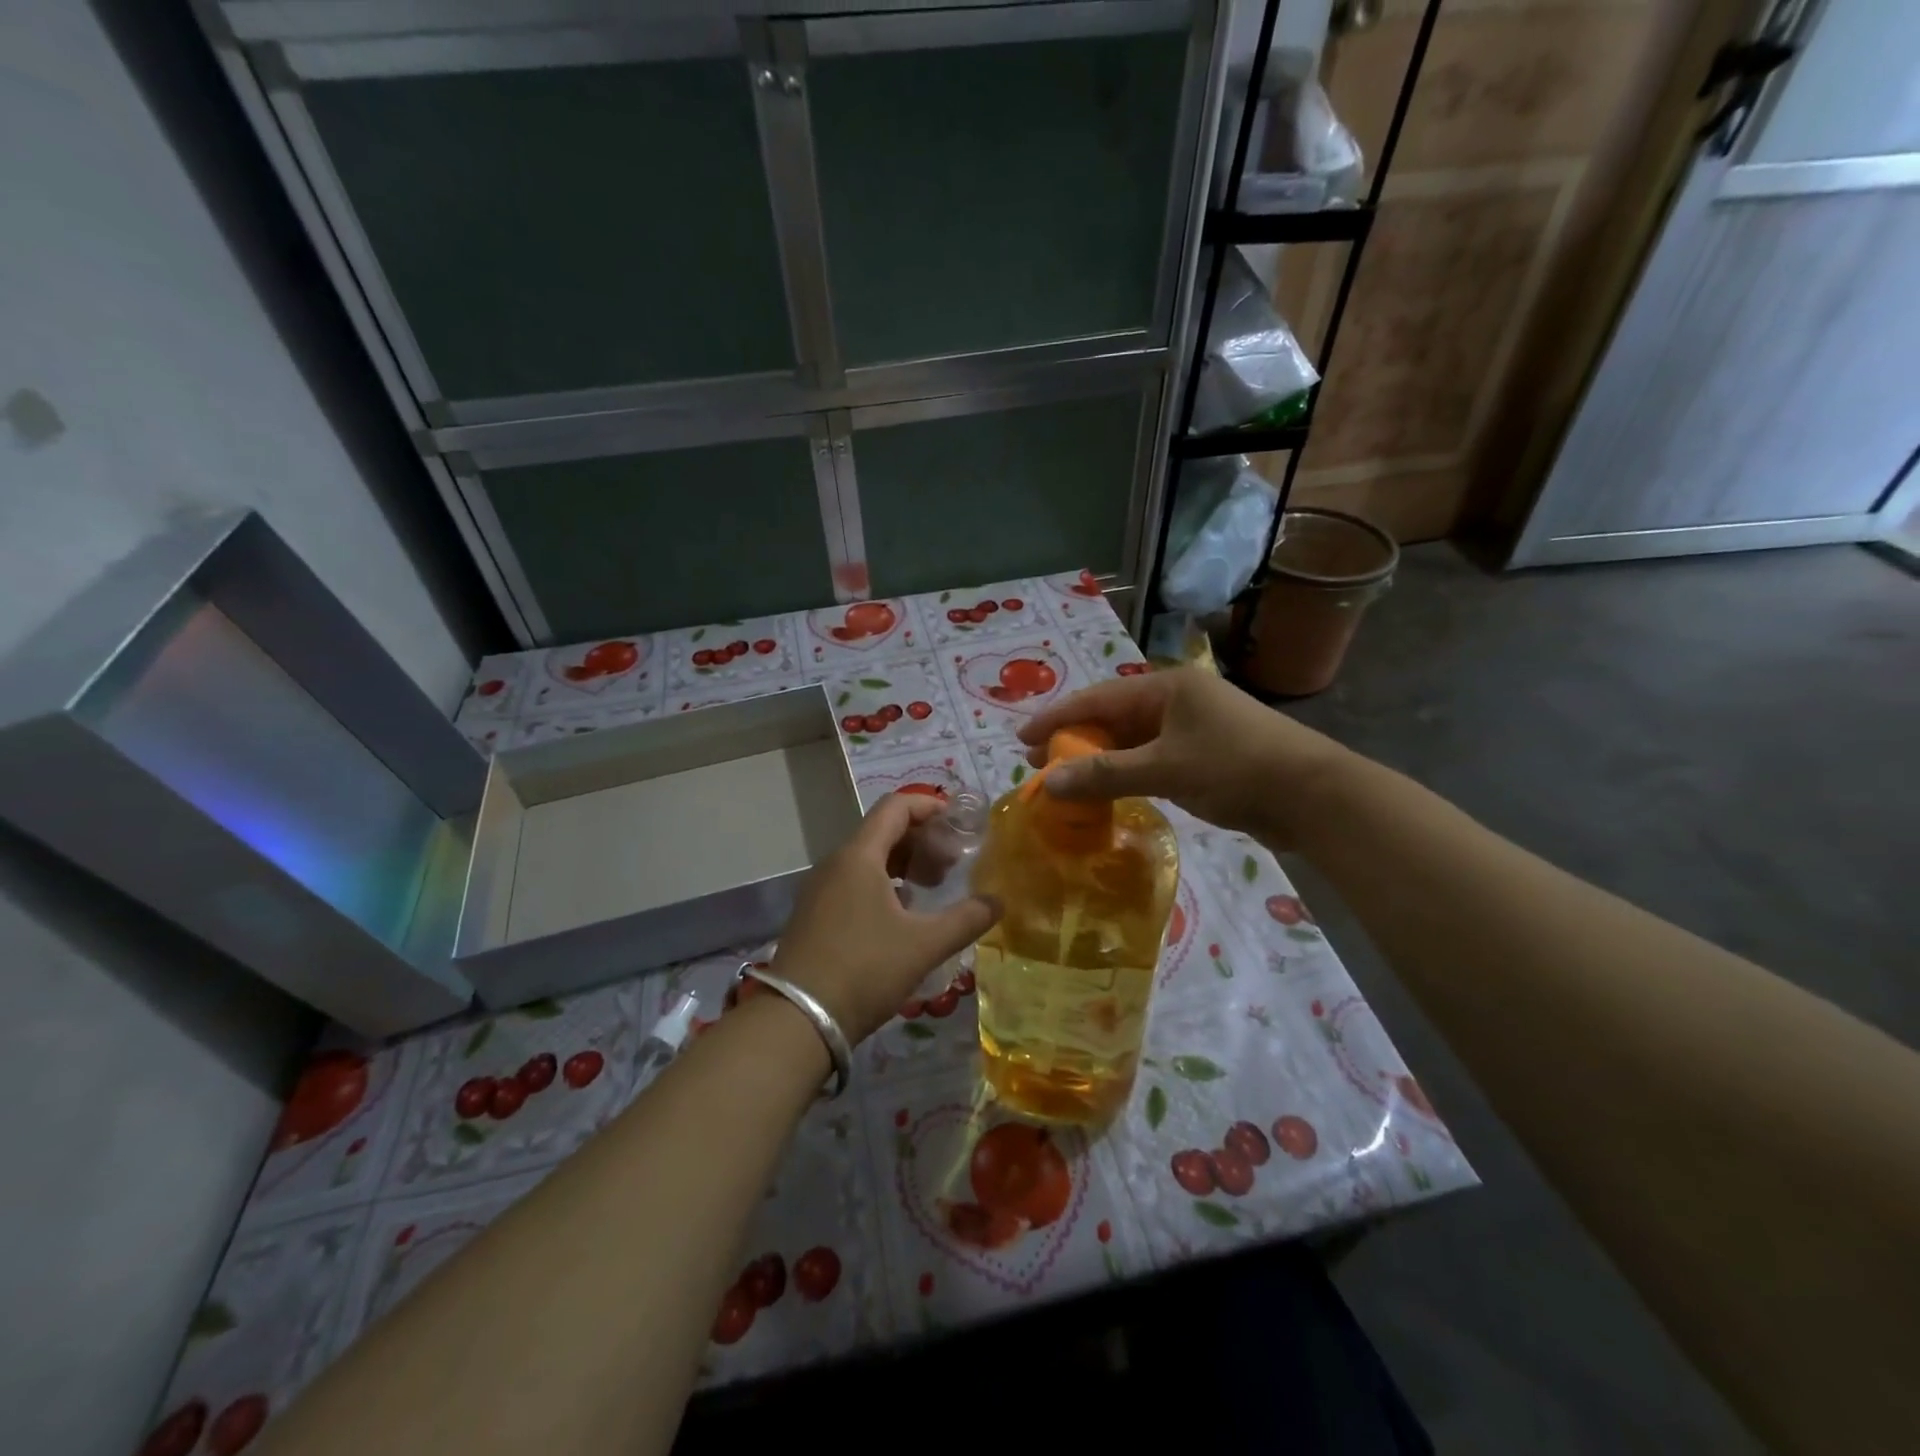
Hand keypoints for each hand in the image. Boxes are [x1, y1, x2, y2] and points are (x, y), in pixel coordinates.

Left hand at [771, 795, 999, 1043]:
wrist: (798, 1020)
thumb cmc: (865, 969)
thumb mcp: (924, 945)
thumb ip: (966, 919)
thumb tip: (998, 902)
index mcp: (859, 856)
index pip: (895, 807)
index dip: (929, 806)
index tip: (958, 821)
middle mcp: (836, 863)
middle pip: (882, 831)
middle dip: (921, 839)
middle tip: (953, 863)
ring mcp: (820, 889)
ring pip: (868, 859)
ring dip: (903, 863)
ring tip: (933, 887)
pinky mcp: (814, 914)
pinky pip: (854, 882)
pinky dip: (883, 883)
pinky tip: (902, 914)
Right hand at [1017, 668, 1351, 849]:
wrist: (1314, 796)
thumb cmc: (1236, 768)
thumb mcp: (1165, 769)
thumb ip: (1105, 774)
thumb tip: (1048, 785)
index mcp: (1166, 687)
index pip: (1097, 698)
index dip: (1056, 718)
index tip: (1021, 739)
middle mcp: (1177, 700)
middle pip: (1112, 716)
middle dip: (1075, 740)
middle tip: (1039, 764)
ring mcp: (1193, 727)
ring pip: (1132, 739)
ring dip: (1100, 758)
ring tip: (1067, 780)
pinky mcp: (1205, 754)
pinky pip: (1151, 757)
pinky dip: (1126, 771)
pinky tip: (1110, 788)